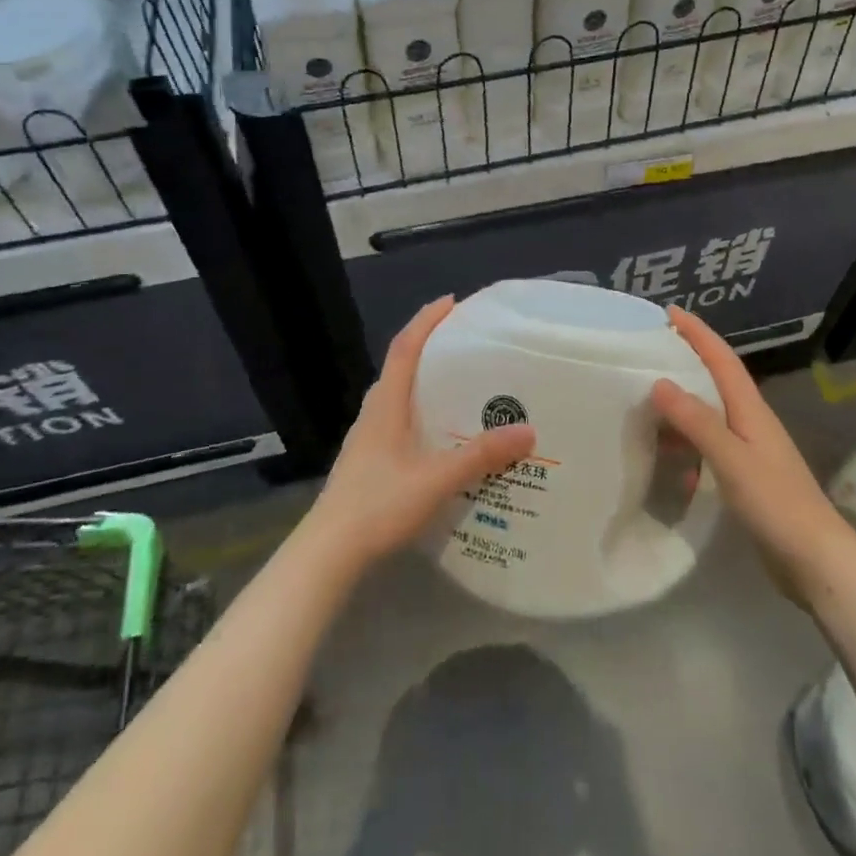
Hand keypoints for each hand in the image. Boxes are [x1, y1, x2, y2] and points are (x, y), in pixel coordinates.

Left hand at [306, 296, 537, 571]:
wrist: (328, 553)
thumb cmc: (378, 504)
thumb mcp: (436, 478)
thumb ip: (480, 456)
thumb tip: (527, 431)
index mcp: (386, 404)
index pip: (404, 347)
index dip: (426, 321)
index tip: (451, 302)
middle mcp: (374, 413)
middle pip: (401, 367)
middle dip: (430, 349)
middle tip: (466, 346)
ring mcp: (367, 439)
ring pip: (399, 397)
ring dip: (425, 383)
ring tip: (460, 388)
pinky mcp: (368, 462)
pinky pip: (399, 422)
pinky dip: (421, 414)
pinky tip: (441, 438)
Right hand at [650, 307, 843, 602]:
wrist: (816, 561)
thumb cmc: (776, 503)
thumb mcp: (731, 459)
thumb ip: (696, 421)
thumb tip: (660, 382)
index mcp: (750, 408)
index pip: (720, 358)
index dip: (697, 332)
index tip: (669, 312)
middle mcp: (749, 421)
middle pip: (714, 379)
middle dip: (685, 360)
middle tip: (647, 352)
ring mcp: (749, 449)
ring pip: (708, 413)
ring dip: (681, 404)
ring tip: (646, 402)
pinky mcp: (745, 475)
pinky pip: (708, 444)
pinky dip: (686, 442)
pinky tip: (667, 457)